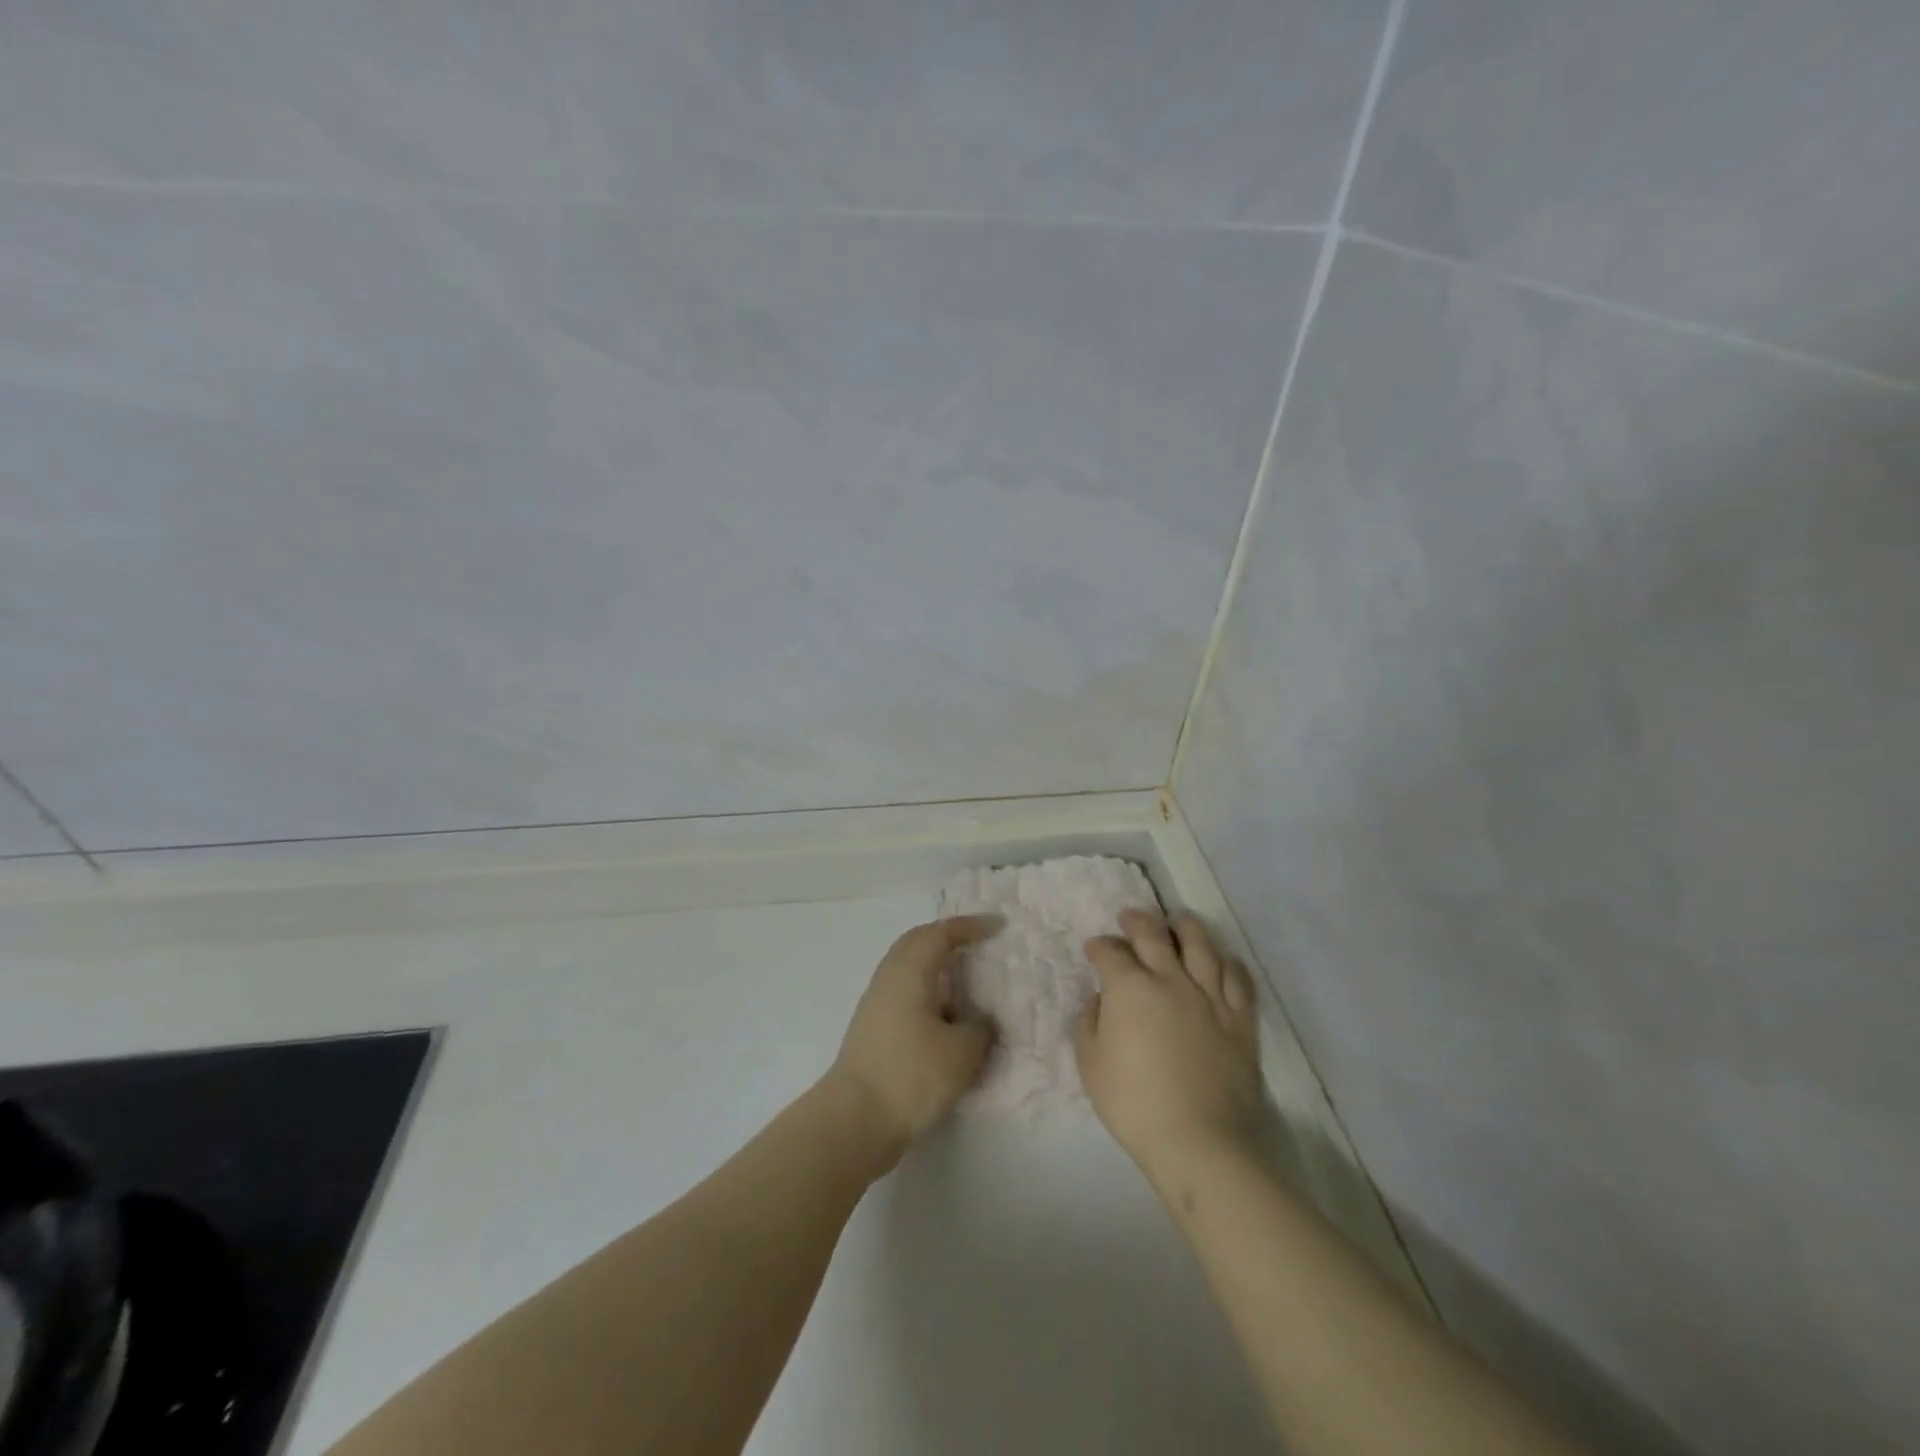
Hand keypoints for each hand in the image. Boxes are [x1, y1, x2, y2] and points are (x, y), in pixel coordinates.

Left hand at [826, 916, 999, 1164]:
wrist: (854, 1120)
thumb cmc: (911, 1074)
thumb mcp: (962, 1052)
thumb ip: (980, 1029)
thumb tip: (980, 1022)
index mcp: (910, 970)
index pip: (941, 933)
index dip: (970, 927)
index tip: (998, 927)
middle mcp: (889, 978)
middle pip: (917, 942)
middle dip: (947, 937)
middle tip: (977, 942)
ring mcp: (876, 1004)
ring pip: (908, 968)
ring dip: (936, 965)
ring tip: (965, 978)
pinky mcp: (872, 1029)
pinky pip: (904, 992)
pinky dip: (928, 991)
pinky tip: (945, 1016)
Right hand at [1075, 910, 1266, 1177]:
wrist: (1200, 1141)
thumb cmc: (1135, 1103)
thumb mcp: (1091, 1064)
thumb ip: (1089, 1023)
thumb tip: (1099, 1000)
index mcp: (1130, 988)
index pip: (1111, 952)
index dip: (1099, 946)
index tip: (1094, 949)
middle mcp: (1171, 979)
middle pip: (1153, 934)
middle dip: (1137, 921)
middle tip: (1129, 918)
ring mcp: (1210, 996)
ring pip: (1200, 945)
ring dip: (1184, 927)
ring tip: (1177, 922)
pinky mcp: (1240, 1019)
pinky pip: (1238, 978)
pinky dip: (1228, 962)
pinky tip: (1222, 960)